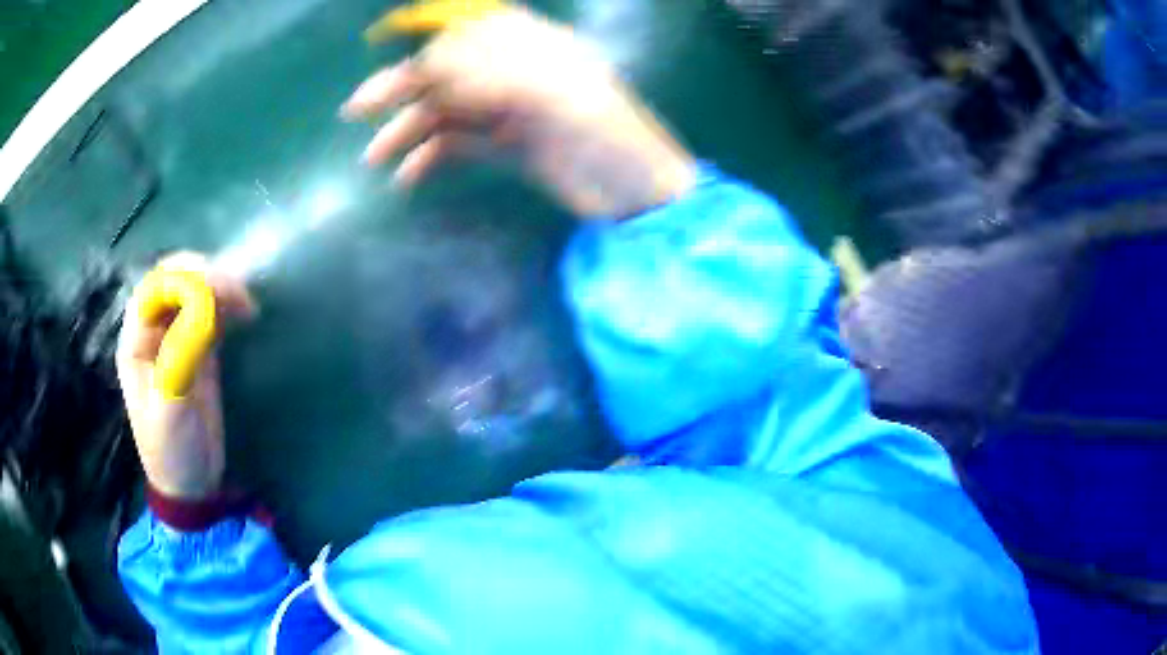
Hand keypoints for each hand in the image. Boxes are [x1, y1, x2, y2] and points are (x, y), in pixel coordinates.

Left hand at [116, 253, 255, 499]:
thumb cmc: (172, 450)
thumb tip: (204, 304)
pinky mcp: (198, 350)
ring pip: (194, 293)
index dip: (183, 278)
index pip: (154, 288)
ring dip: (219, 288)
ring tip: (246, 304)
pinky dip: (227, 306)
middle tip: (237, 291)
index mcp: (136, 342)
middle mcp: (153, 332)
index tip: (218, 288)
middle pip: (173, 281)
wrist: (191, 486)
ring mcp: (176, 339)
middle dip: (204, 275)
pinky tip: (244, 313)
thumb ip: (181, 351)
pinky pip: (210, 314)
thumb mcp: (171, 404)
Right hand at [342, 7, 696, 218]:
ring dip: (408, 130)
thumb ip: (496, 78)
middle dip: (403, 87)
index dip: (425, 44)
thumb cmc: (612, 140)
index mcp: (534, 48)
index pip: (467, 34)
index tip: (388, 61)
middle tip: (357, 110)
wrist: (638, 195)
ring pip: (447, 111)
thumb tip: (434, 71)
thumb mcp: (559, 100)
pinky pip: (458, 144)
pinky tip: (407, 177)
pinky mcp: (507, 145)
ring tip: (374, 158)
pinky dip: (430, 158)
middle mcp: (515, 72)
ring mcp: (509, 110)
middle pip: (449, 72)